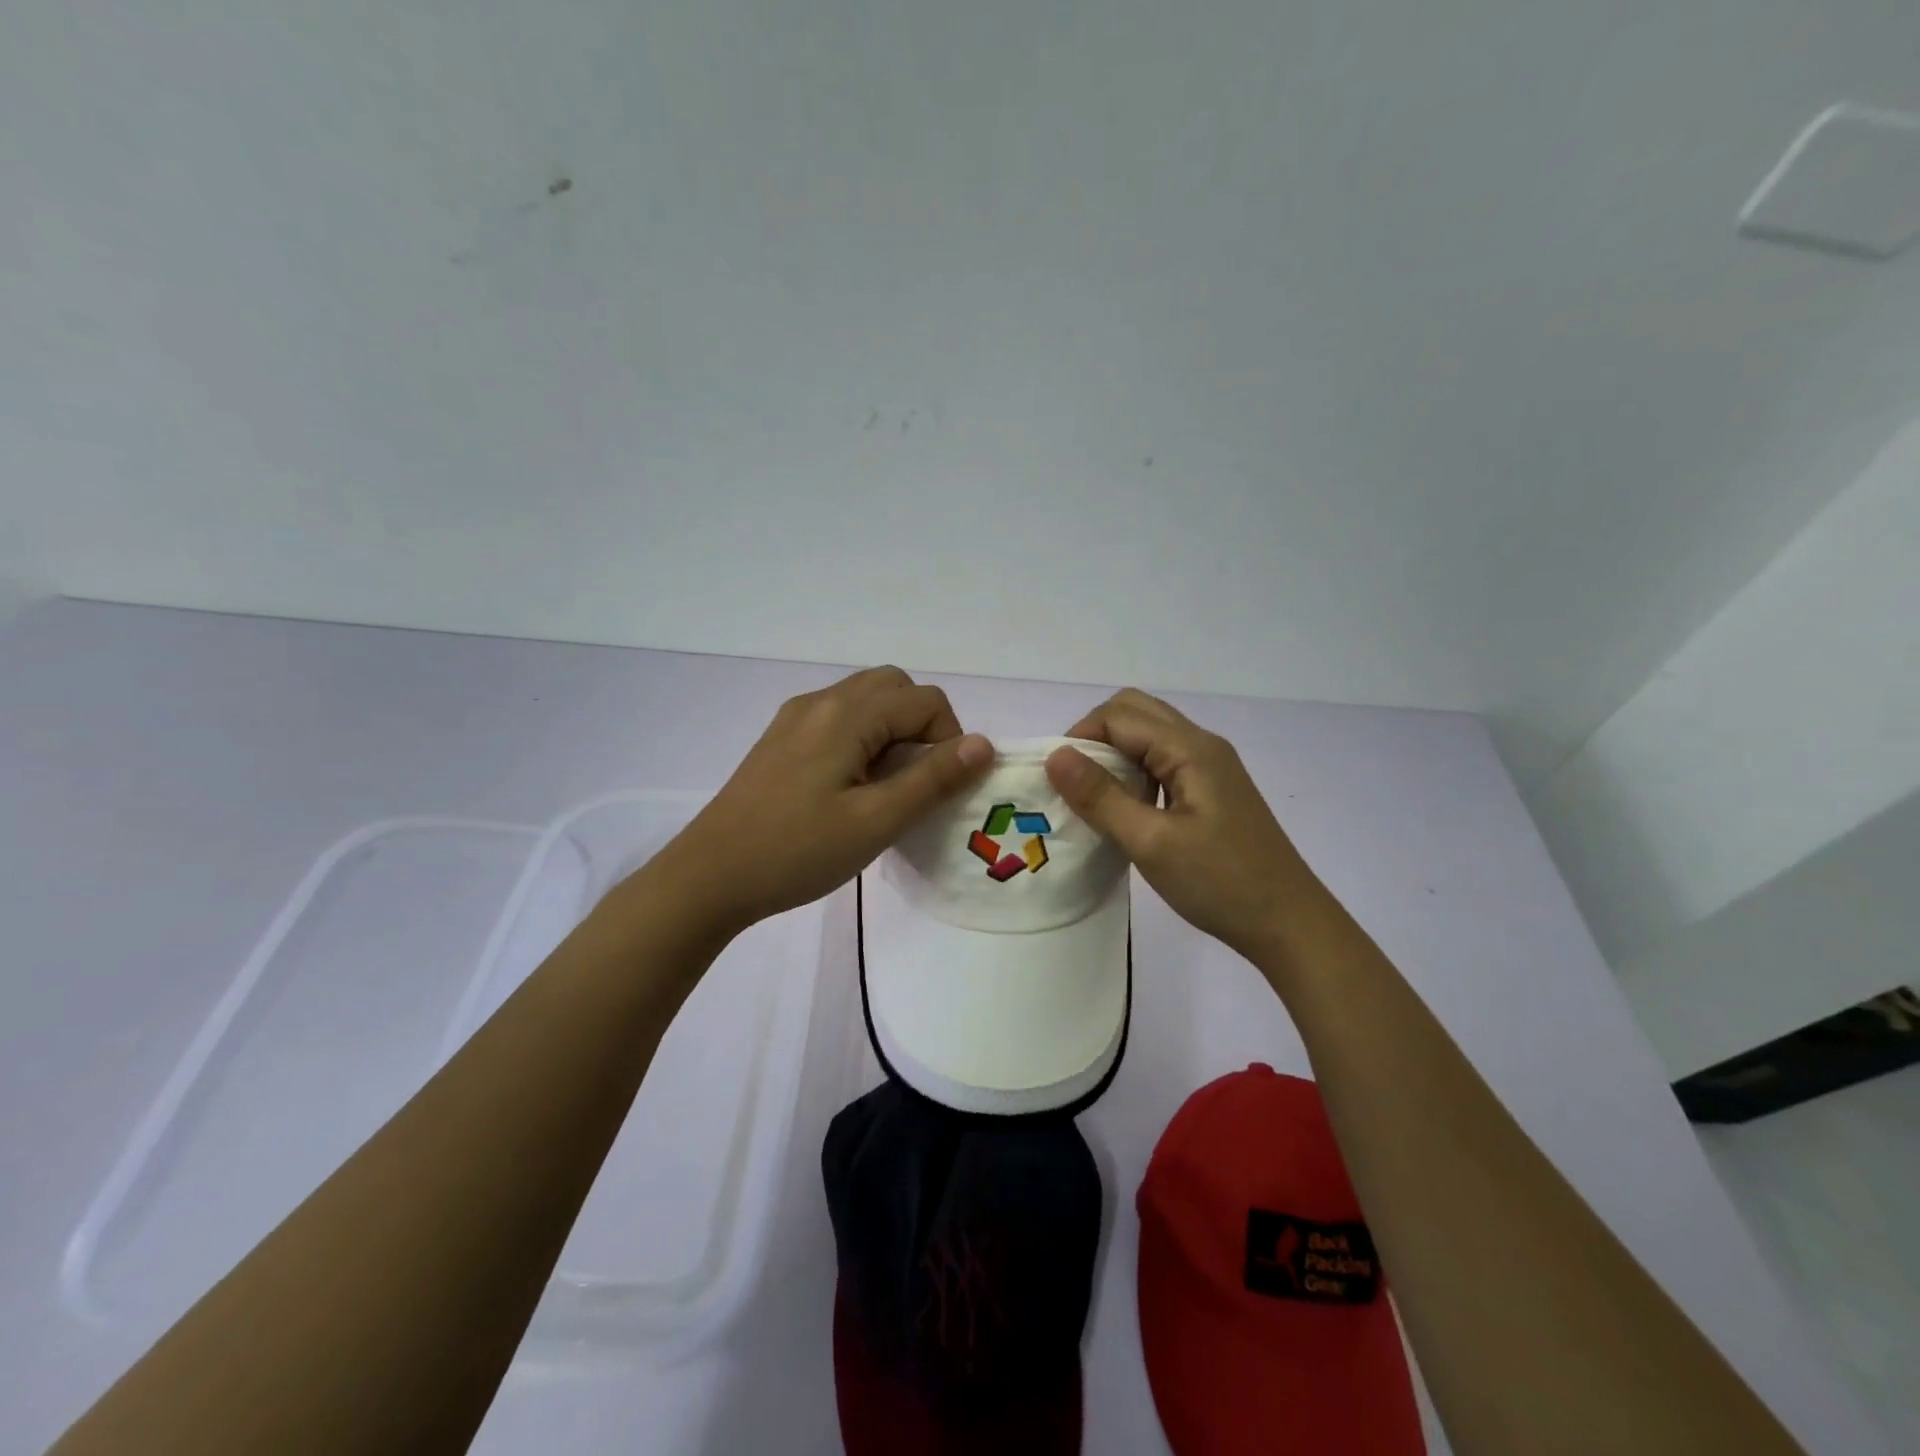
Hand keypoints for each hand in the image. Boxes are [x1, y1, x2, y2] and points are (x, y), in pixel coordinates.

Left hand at [655, 667, 993, 935]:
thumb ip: (933, 779)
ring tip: (887, 785)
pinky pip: (839, 718)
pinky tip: (852, 786)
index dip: (949, 739)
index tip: (939, 788)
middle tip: (918, 779)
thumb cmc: (797, 851)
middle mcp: (821, 701)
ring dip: (892, 730)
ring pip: (865, 700)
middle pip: (894, 687)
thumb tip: (983, 743)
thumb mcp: (876, 821)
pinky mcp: (781, 738)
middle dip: (922, 724)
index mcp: (847, 714)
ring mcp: (796, 718)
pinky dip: (863, 737)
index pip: (925, 700)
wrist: (709, 876)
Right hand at [1045, 688, 1320, 961]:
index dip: (1081, 737)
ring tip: (1096, 797)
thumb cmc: (1219, 883)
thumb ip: (1101, 796)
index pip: (1119, 715)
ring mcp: (1211, 767)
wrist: (1288, 924)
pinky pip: (1163, 761)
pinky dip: (1135, 771)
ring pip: (1149, 735)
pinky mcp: (1212, 790)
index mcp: (1189, 749)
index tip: (1059, 780)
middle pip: (1135, 712)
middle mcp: (1201, 745)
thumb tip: (1055, 755)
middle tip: (1075, 782)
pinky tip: (1128, 809)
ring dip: (1115, 754)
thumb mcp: (1150, 842)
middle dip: (1095, 737)